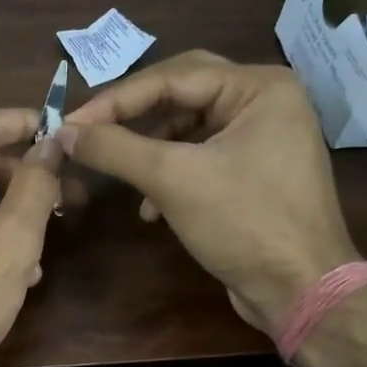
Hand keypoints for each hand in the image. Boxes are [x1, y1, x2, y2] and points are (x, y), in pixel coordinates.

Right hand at [60, 51, 355, 332]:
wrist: (301, 291)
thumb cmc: (245, 223)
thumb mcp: (173, 180)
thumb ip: (115, 148)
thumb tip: (65, 131)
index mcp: (259, 87)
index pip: (172, 76)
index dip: (115, 100)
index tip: (70, 124)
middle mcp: (265, 102)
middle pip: (181, 93)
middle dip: (133, 115)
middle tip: (91, 130)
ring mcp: (263, 137)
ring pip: (188, 128)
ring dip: (149, 150)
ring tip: (120, 174)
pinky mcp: (254, 171)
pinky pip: (200, 157)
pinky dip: (169, 175)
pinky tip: (150, 208)